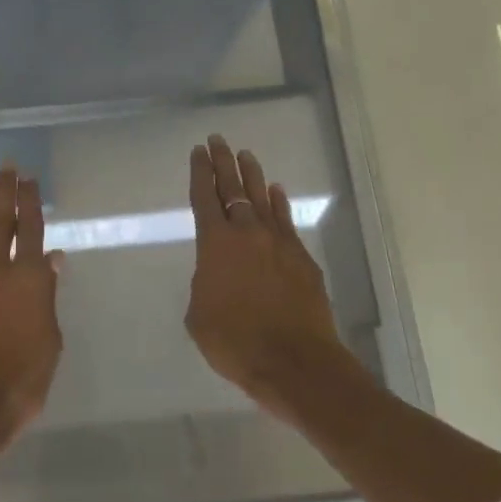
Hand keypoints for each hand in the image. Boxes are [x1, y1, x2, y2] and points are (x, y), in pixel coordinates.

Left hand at [0, 165, 63, 450]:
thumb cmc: (19, 384)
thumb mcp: (49, 342)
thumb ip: (47, 297)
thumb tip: (51, 260)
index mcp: (30, 282)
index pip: (31, 230)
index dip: (30, 202)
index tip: (28, 180)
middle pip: (0, 221)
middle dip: (3, 191)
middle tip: (5, 166)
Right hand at [185, 135, 348, 416]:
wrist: (295, 361)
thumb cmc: (235, 342)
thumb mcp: (199, 315)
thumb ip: (205, 284)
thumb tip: (216, 274)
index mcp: (215, 244)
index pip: (204, 197)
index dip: (200, 172)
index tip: (198, 151)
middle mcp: (247, 233)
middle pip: (233, 188)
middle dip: (223, 163)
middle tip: (218, 140)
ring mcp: (279, 243)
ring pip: (262, 198)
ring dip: (253, 175)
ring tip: (246, 155)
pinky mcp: (302, 258)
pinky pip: (286, 220)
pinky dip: (279, 203)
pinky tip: (276, 192)